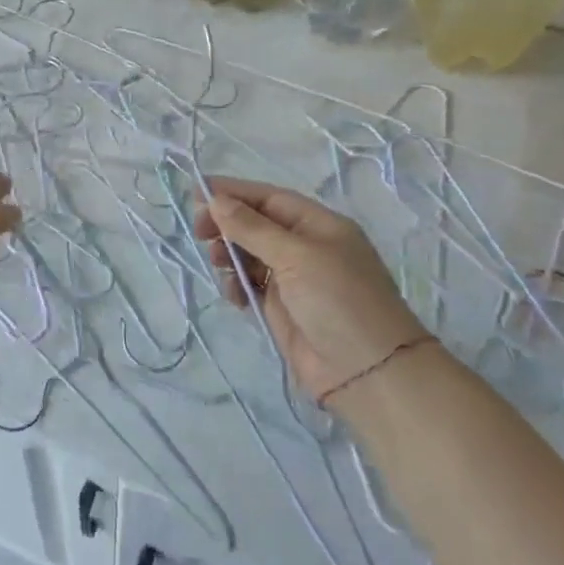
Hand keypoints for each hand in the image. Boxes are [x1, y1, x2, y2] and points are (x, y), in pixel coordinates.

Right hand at [194, 177, 428, 410]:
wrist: (366, 371)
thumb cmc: (338, 300)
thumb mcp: (296, 256)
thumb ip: (252, 228)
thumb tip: (215, 200)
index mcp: (319, 225)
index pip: (269, 198)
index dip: (234, 193)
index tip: (196, 193)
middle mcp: (307, 247)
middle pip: (257, 225)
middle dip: (227, 224)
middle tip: (199, 232)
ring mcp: (294, 279)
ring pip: (250, 255)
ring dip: (229, 255)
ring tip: (217, 263)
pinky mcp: (283, 308)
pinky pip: (251, 286)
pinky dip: (237, 285)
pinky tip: (234, 295)